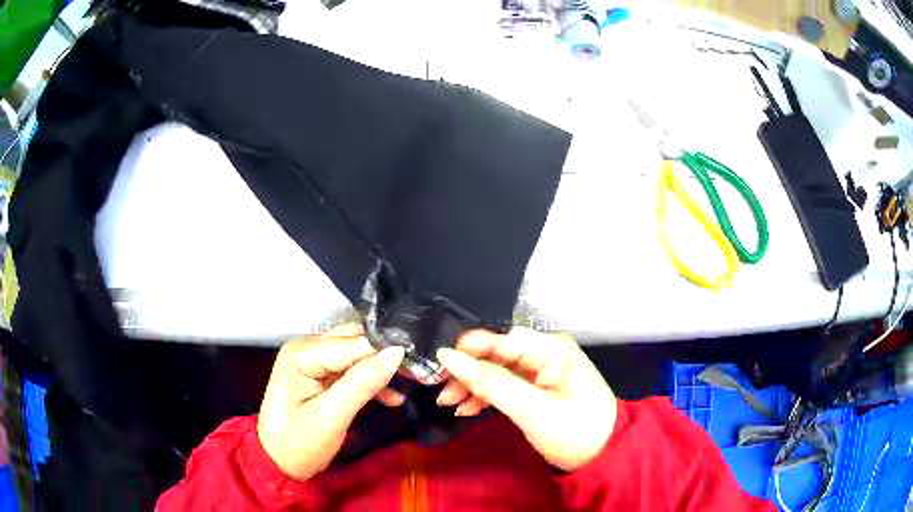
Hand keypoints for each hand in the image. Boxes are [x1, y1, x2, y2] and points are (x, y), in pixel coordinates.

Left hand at [257, 324, 404, 479]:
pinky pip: (352, 370)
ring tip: (410, 384)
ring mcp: (312, 361)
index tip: (419, 362)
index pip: (353, 343)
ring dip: (381, 370)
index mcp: (302, 353)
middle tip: (419, 372)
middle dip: (385, 357)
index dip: (385, 351)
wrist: (277, 464)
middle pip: (355, 342)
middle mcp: (306, 348)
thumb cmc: (299, 444)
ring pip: (357, 355)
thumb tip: (397, 353)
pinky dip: (371, 382)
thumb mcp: (330, 418)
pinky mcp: (320, 376)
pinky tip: (391, 398)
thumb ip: (361, 384)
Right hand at [436, 328, 616, 470]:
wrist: (602, 455)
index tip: (439, 363)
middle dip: (468, 372)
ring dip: (472, 386)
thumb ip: (491, 383)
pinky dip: (485, 396)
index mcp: (551, 349)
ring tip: (448, 404)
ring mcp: (540, 371)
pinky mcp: (536, 388)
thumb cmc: (573, 430)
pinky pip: (504, 385)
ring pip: (496, 371)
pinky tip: (467, 409)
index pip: (503, 338)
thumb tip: (448, 356)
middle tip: (441, 391)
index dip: (470, 348)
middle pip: (496, 354)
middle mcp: (545, 353)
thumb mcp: (532, 409)